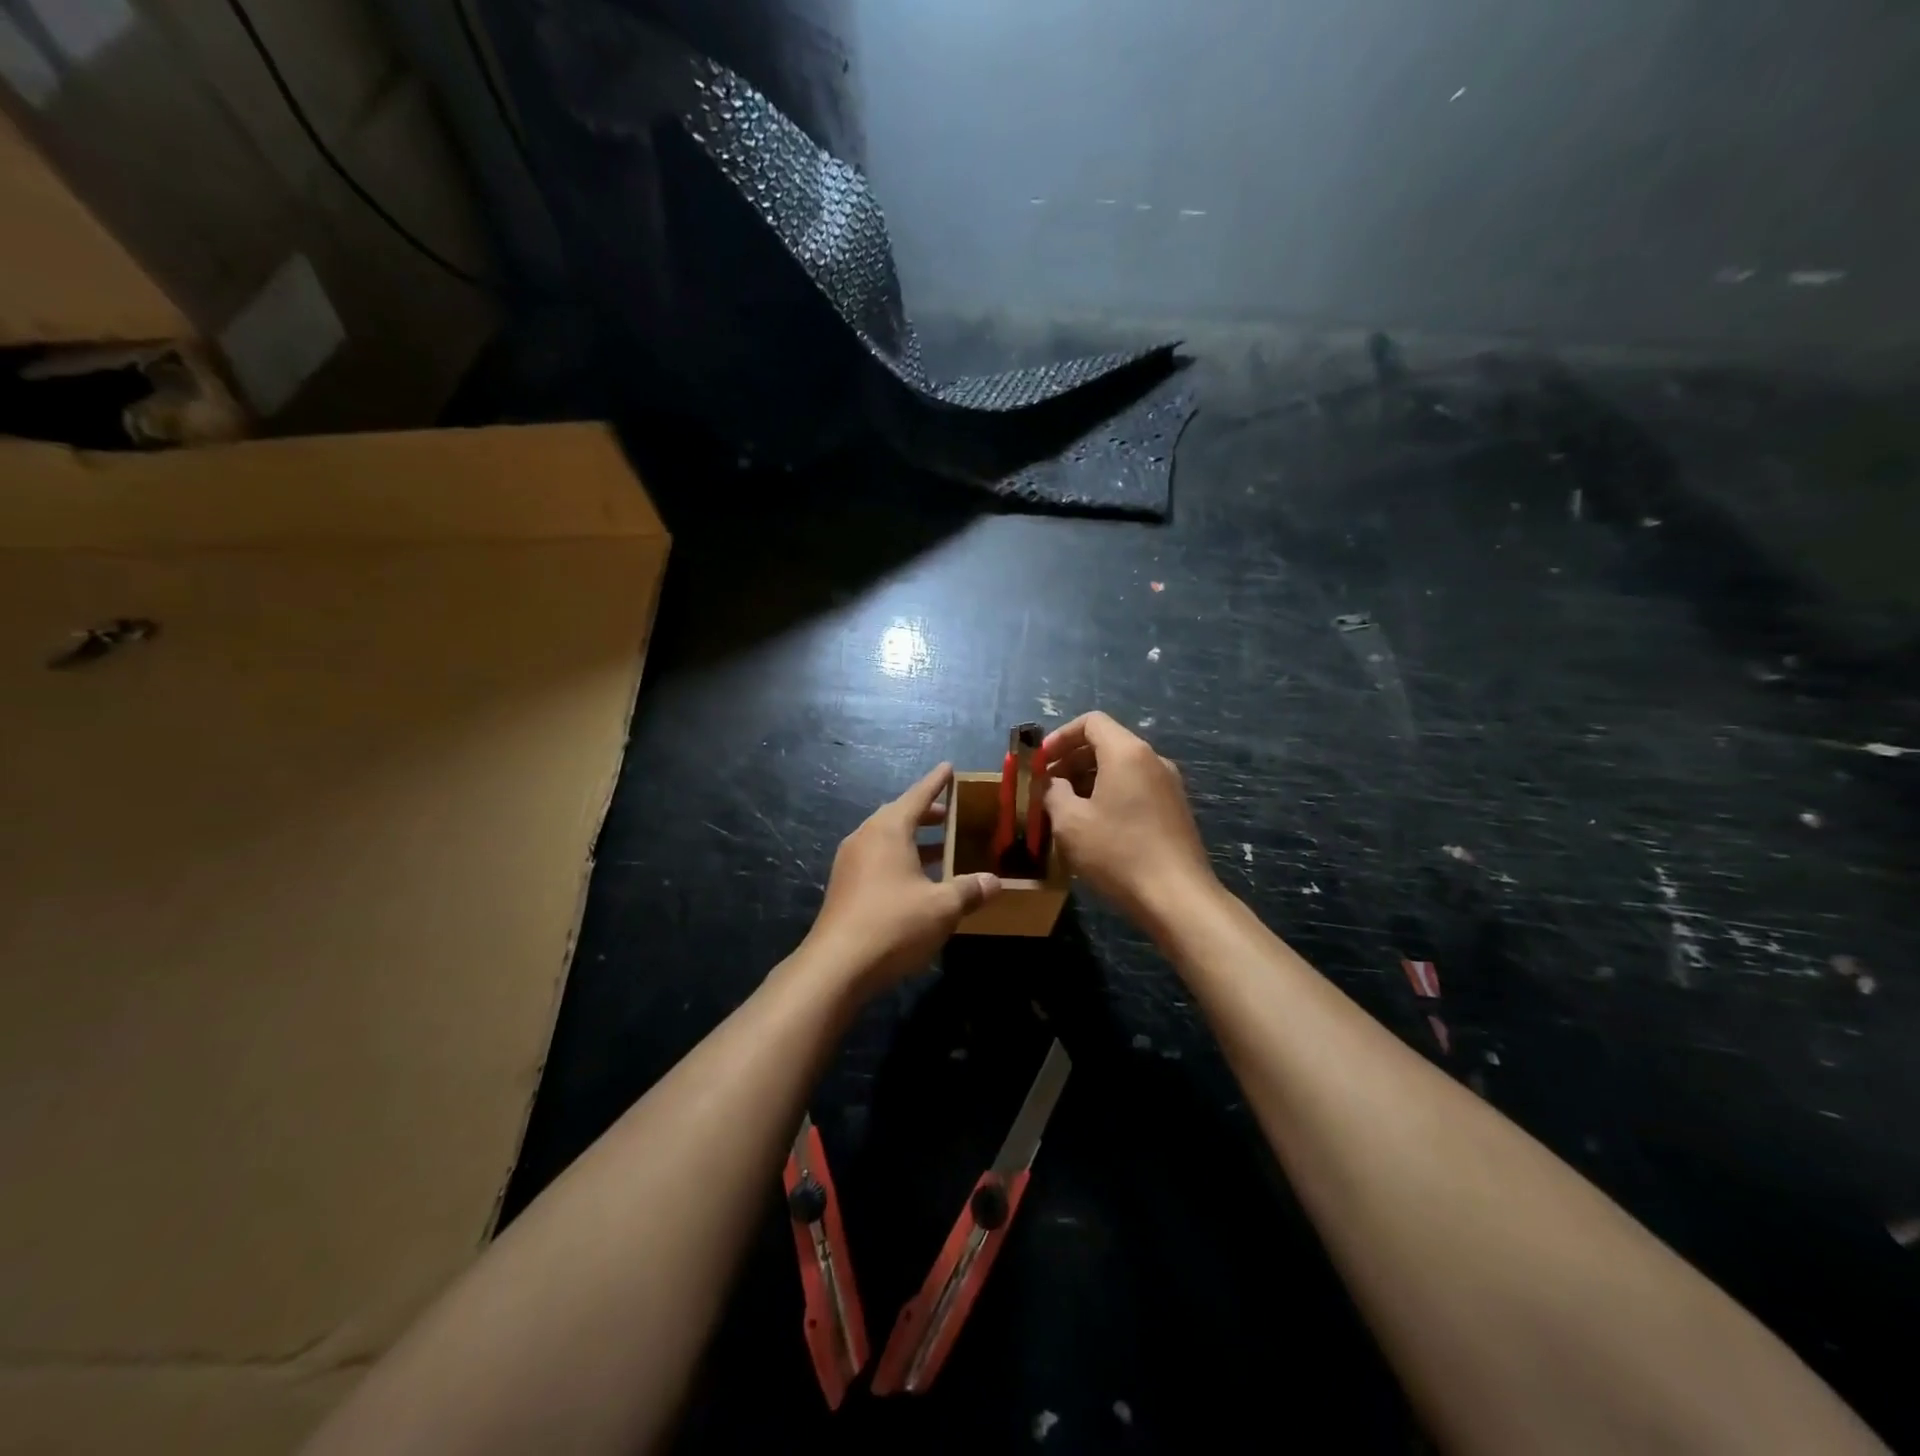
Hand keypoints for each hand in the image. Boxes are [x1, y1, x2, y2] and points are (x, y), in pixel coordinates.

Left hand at [802, 764, 1001, 995]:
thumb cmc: (894, 924)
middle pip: (899, 815)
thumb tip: (994, 882)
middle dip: (926, 813)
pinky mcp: (844, 886)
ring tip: (941, 848)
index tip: (949, 768)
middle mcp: (865, 837)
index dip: (936, 782)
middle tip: (951, 815)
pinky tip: (917, 880)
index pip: (917, 796)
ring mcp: (850, 862)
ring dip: (913, 840)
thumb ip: (969, 890)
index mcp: (888, 830)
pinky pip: (877, 859)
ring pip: (886, 839)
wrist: (837, 965)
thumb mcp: (942, 907)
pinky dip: (900, 859)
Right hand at [1042, 712, 1217, 924]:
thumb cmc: (1118, 853)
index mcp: (1127, 752)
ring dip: (1089, 780)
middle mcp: (1152, 759)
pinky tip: (1095, 826)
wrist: (1177, 897)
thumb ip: (1054, 793)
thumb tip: (1055, 784)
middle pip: (1106, 743)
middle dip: (1071, 760)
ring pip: (1121, 768)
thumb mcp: (1070, 823)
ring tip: (1066, 809)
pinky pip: (1136, 787)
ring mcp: (1168, 785)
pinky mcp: (1175, 809)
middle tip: (1047, 787)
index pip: (1091, 722)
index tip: (1040, 761)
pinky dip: (1110, 794)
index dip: (1060, 736)